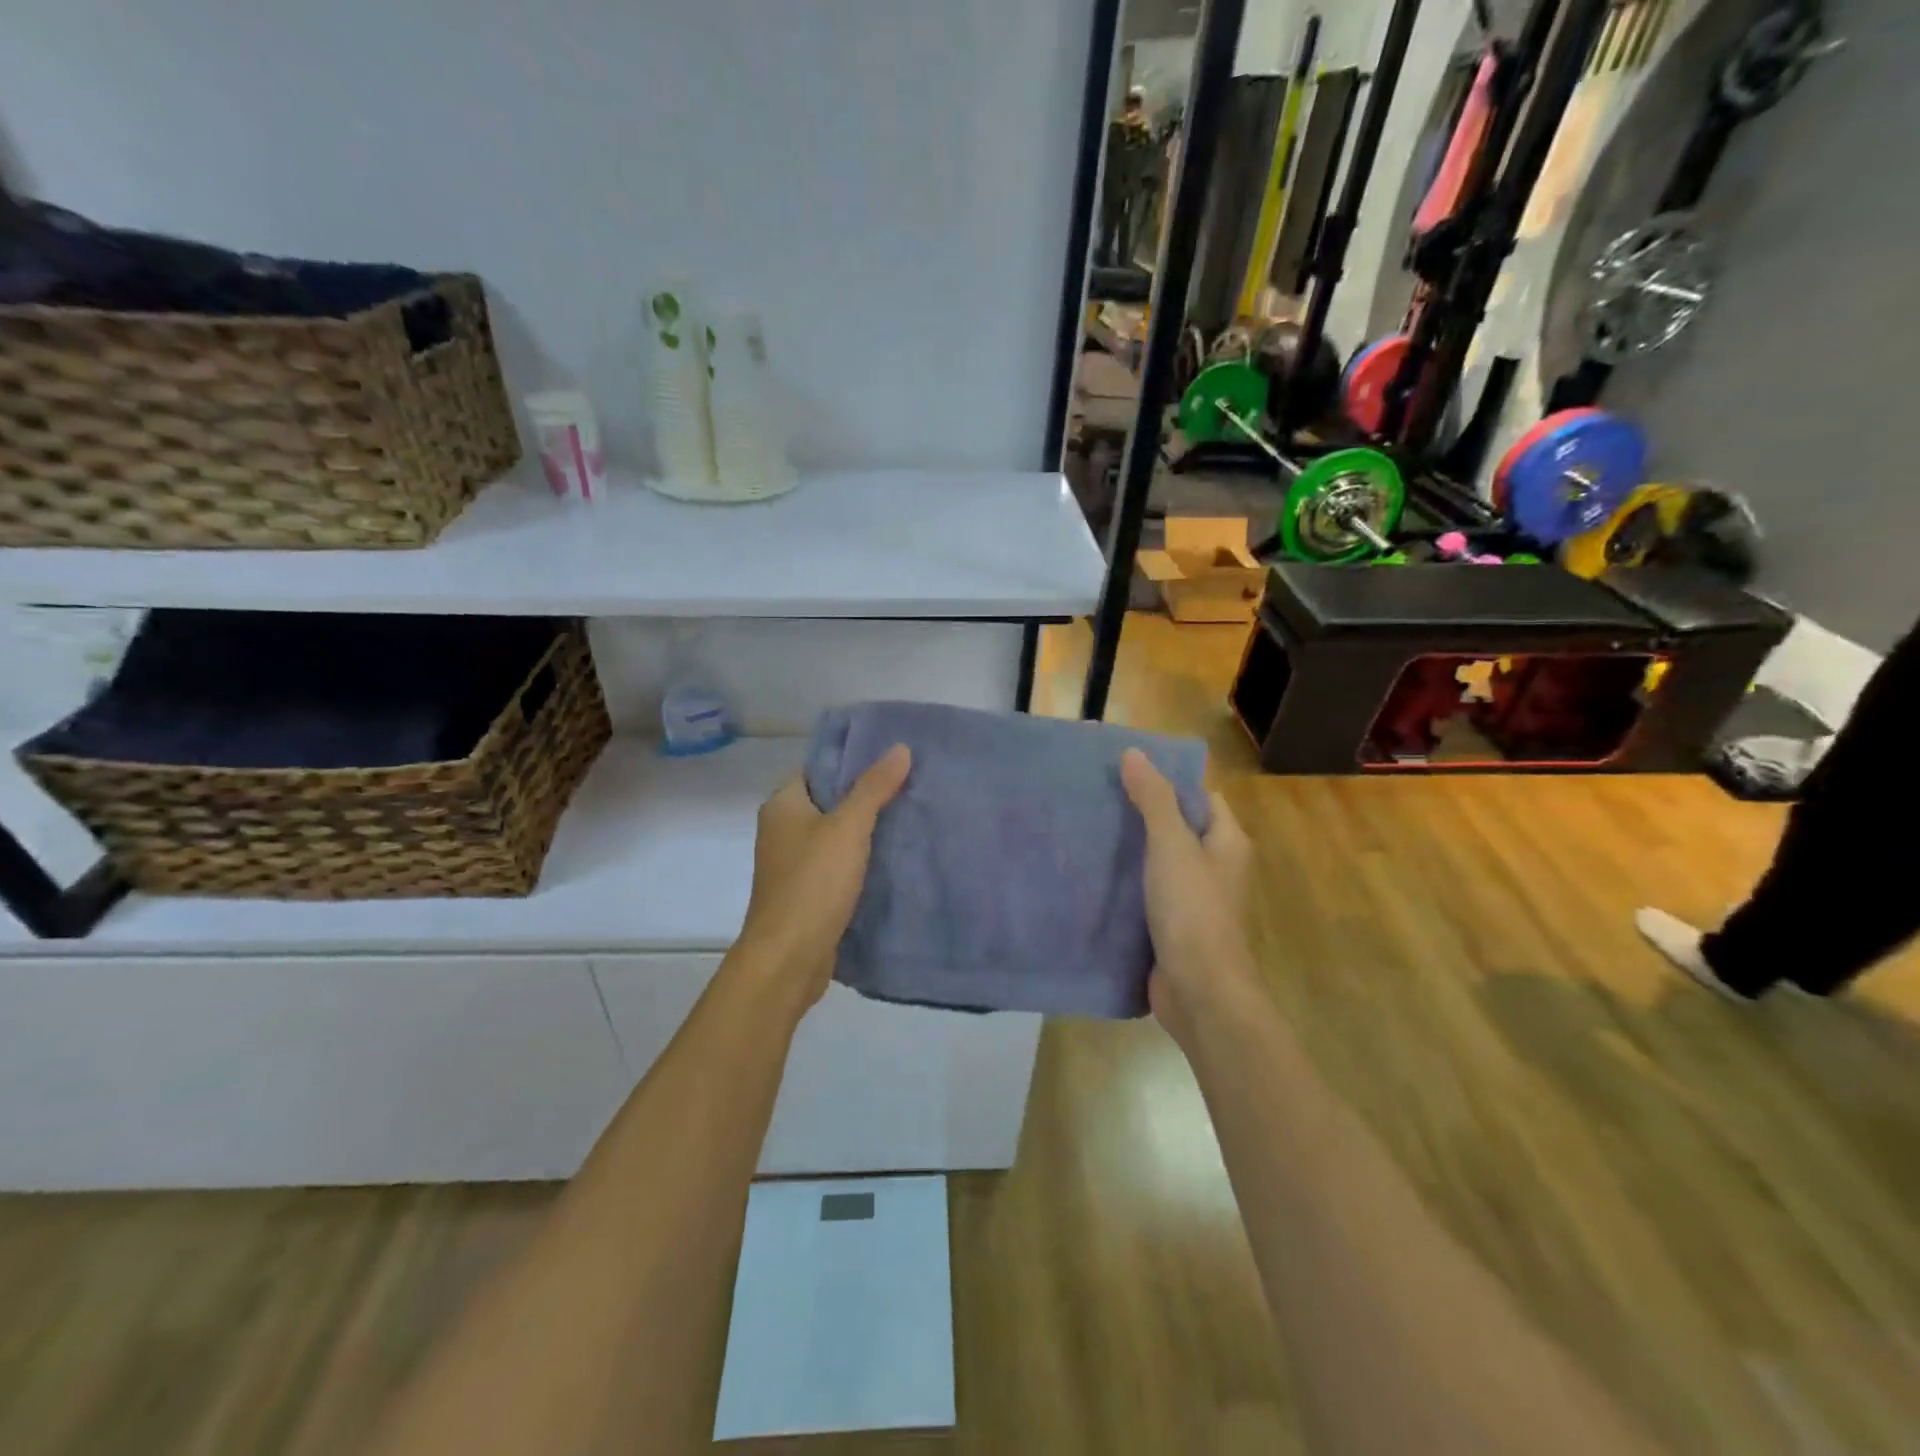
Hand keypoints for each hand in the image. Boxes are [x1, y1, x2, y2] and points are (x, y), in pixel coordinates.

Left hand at [735, 745, 911, 1010]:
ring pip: (836, 835)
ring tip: (911, 815)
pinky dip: (862, 860)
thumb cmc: (813, 884)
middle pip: (830, 800)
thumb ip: (873, 788)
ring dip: (867, 830)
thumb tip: (900, 748)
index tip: (892, 756)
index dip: (852, 760)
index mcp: (783, 805)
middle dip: (867, 795)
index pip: (818, 767)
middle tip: (911, 784)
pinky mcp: (808, 892)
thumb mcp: (847, 828)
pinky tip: (895, 856)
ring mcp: (794, 864)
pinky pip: (839, 865)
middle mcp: (783, 830)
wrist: (788, 959)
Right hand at [1120, 748, 1257, 1046]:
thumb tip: (1134, 753)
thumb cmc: (1193, 910)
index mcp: (1227, 842)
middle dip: (1142, 813)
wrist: (1200, 992)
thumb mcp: (1172, 845)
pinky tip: (1093, 873)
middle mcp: (1216, 867)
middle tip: (1097, 795)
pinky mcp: (1172, 926)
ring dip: (1130, 849)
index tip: (1127, 768)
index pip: (1201, 797)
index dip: (1170, 780)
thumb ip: (1154, 799)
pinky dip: (1126, 883)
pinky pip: (1148, 893)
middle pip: (1178, 828)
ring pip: (1159, 862)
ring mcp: (1194, 899)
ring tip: (1087, 827)